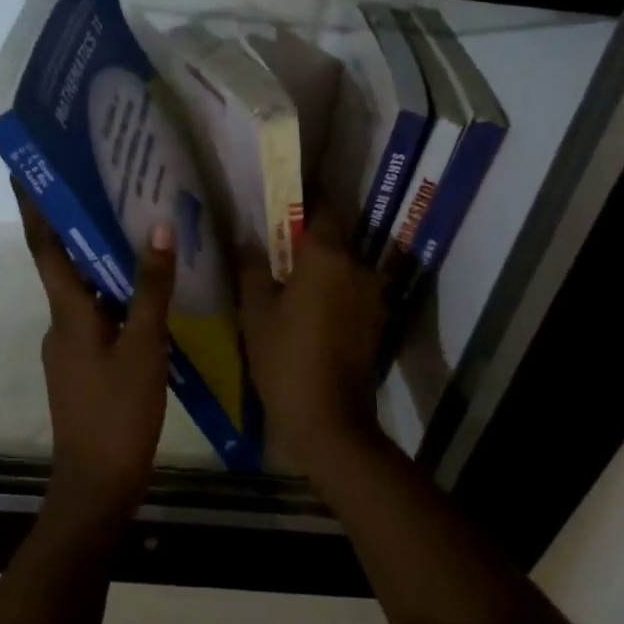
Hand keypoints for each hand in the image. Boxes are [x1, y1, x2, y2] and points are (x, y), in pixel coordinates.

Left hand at [16, 183, 176, 536]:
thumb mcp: (144, 348)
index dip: (33, 207)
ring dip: (97, 258)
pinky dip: (112, 293)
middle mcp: (60, 322)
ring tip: (129, 226)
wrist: (96, 486)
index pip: (44, 246)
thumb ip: (151, 289)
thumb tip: (158, 227)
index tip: (24, 168)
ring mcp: (70, 346)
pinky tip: (142, 289)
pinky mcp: (83, 365)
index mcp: (67, 312)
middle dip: (74, 224)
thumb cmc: (117, 414)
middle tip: (99, 184)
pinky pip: (96, 314)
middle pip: (64, 262)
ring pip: (83, 289)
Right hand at [239, 212, 389, 472]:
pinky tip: (308, 307)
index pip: (321, 207)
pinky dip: (333, 291)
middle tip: (275, 247)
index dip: (300, 202)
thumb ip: (252, 268)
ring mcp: (371, 294)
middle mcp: (357, 266)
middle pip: (334, 237)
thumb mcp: (255, 311)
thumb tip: (247, 240)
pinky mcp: (376, 320)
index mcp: (326, 255)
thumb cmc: (285, 357)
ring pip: (343, 266)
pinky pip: (350, 290)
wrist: (329, 421)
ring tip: (290, 280)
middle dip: (308, 238)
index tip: (278, 204)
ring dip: (322, 267)